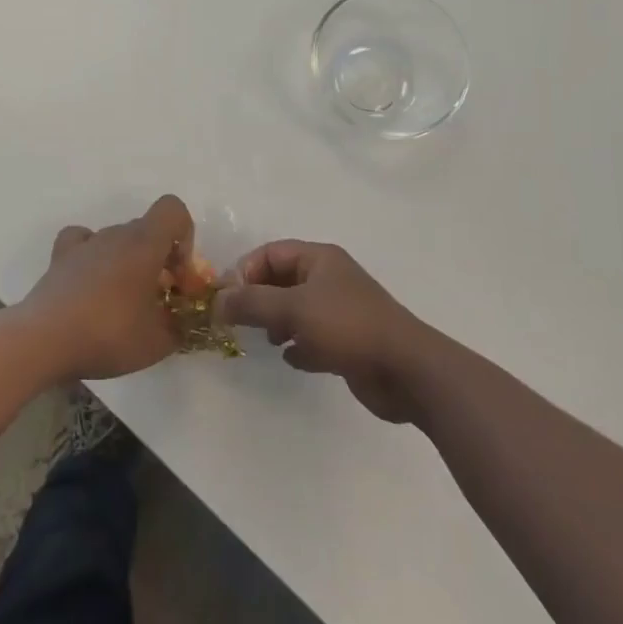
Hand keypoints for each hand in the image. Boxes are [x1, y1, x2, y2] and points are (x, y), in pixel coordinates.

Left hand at [21, 195, 196, 381]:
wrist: (44, 341)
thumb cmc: (108, 334)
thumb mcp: (158, 343)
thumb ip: (180, 328)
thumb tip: (183, 323)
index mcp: (144, 243)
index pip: (173, 209)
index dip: (184, 235)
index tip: (178, 273)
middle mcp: (115, 233)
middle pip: (147, 230)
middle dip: (159, 258)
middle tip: (157, 299)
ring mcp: (85, 243)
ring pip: (118, 239)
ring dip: (128, 261)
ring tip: (123, 302)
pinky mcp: (60, 258)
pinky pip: (83, 241)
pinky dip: (93, 254)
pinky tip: (92, 281)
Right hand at [218, 241, 427, 421]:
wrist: (406, 370)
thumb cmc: (348, 327)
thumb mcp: (293, 309)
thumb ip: (252, 303)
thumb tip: (217, 301)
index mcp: (320, 259)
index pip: (271, 253)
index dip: (245, 271)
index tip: (226, 299)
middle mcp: (329, 279)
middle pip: (282, 280)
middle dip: (258, 299)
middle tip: (237, 321)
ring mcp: (340, 311)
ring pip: (296, 310)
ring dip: (277, 323)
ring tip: (268, 341)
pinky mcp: (348, 342)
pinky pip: (313, 337)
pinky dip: (299, 346)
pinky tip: (293, 359)